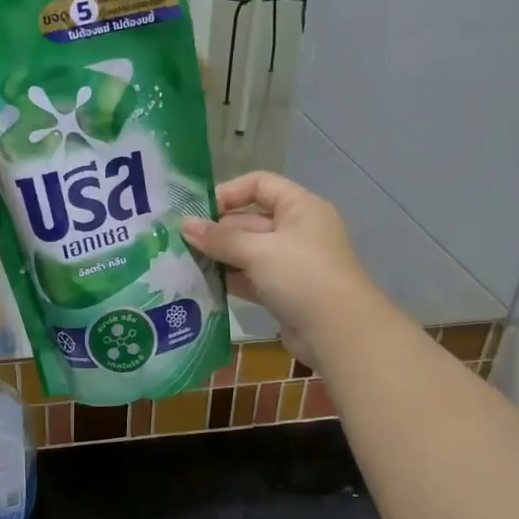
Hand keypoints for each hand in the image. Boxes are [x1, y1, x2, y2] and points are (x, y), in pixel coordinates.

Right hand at [182, 172, 384, 370]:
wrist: (338, 333)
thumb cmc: (302, 277)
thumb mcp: (258, 251)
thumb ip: (220, 238)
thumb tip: (184, 225)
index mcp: (300, 207)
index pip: (259, 184)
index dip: (228, 193)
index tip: (198, 212)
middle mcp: (296, 230)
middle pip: (249, 220)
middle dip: (217, 230)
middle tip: (180, 242)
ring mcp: (290, 262)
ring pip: (247, 251)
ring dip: (219, 256)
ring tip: (184, 262)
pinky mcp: (282, 291)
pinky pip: (249, 277)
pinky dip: (229, 278)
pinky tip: (201, 283)